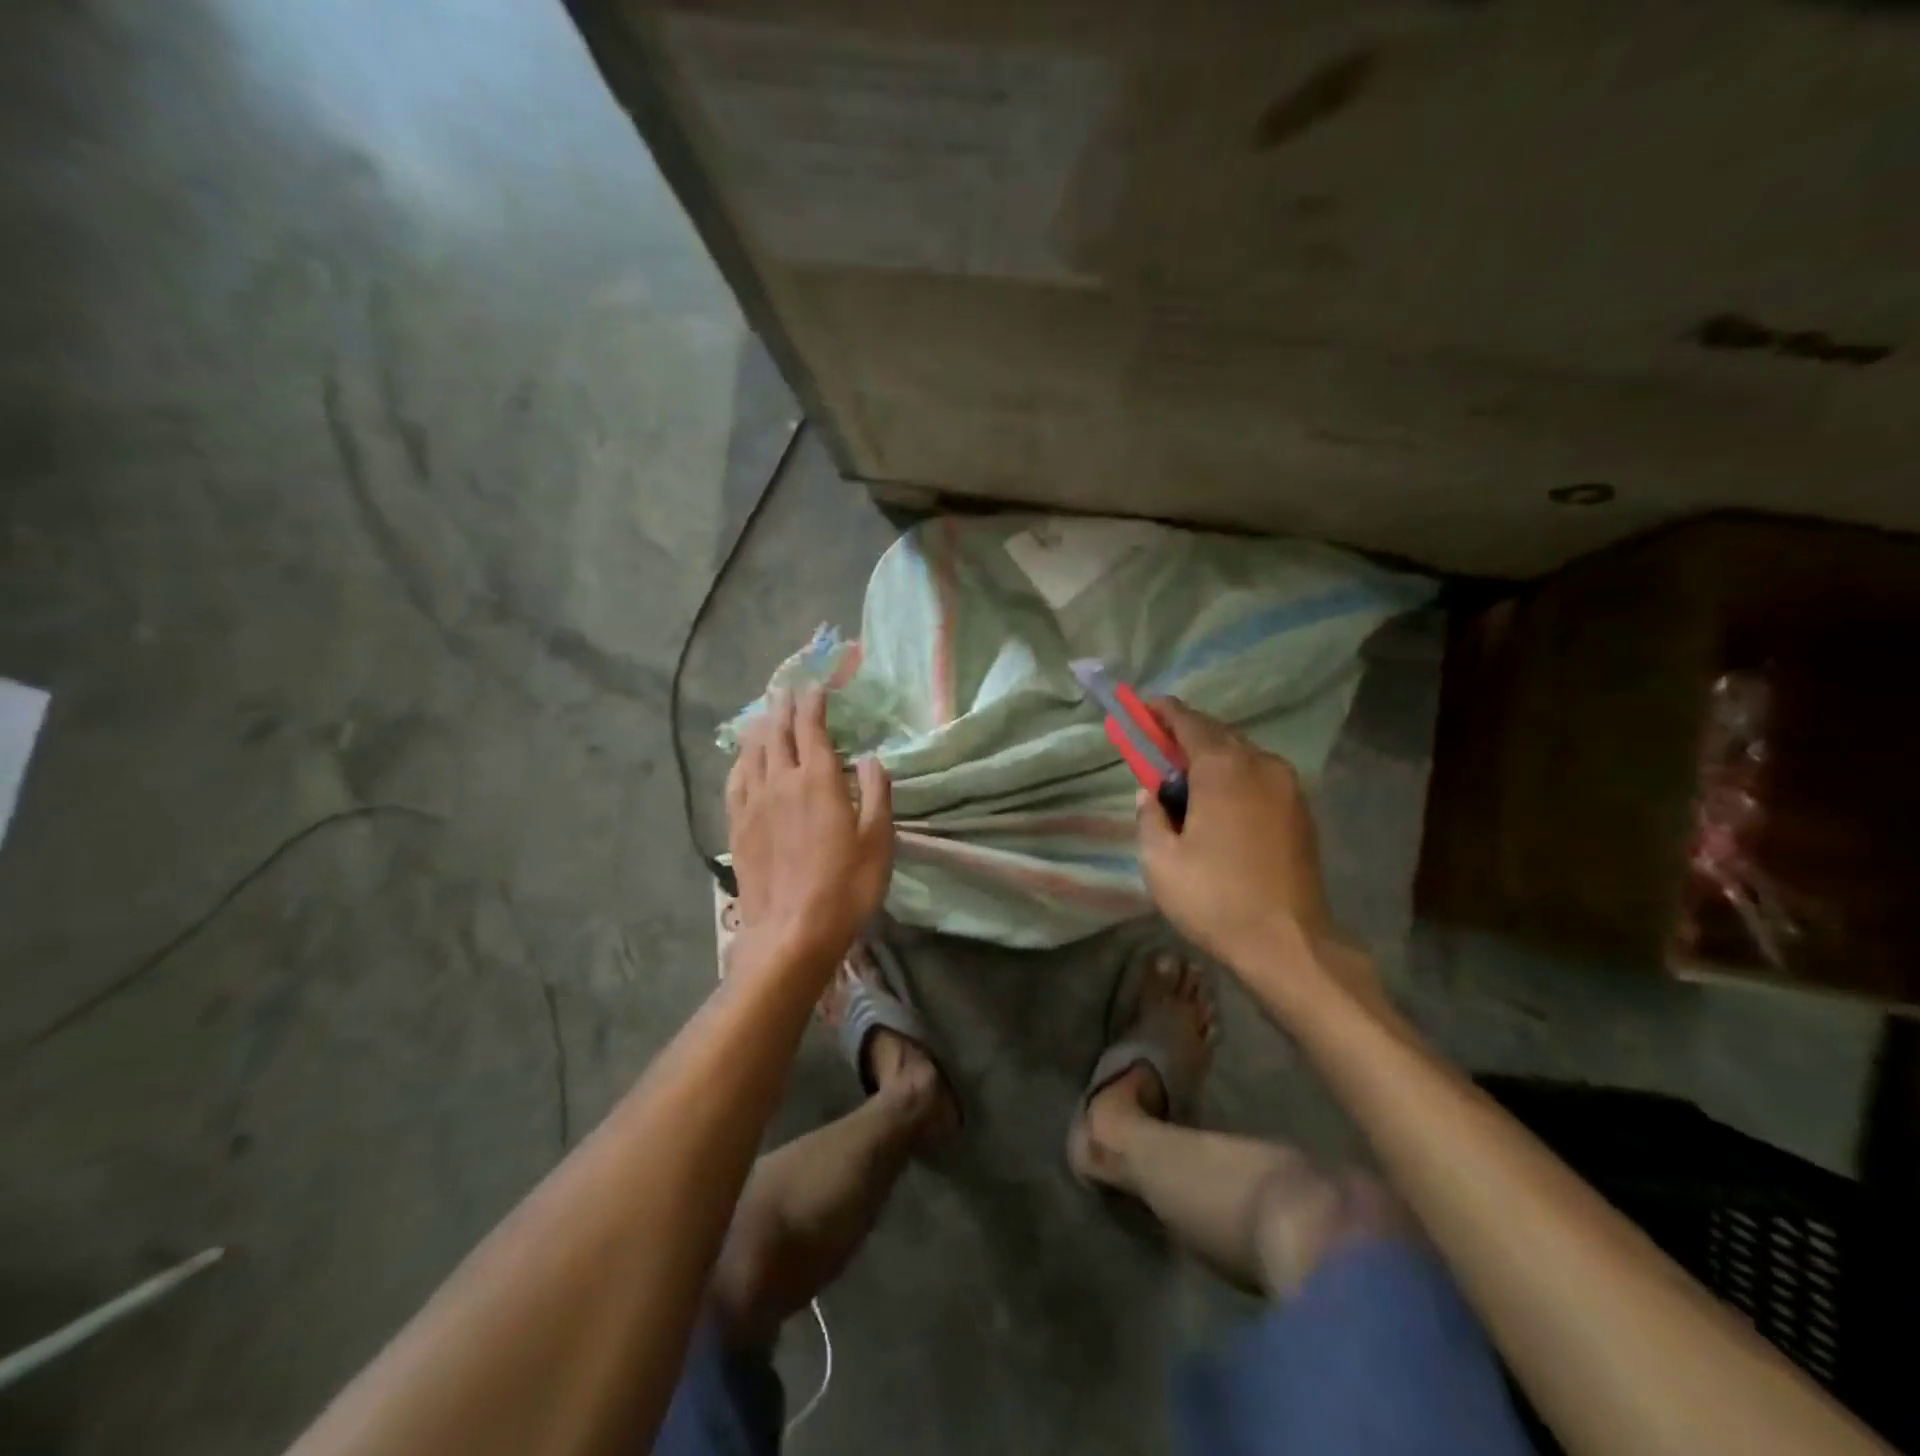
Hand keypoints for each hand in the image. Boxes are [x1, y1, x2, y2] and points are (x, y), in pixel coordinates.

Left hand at [726, 687, 892, 975]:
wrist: (791, 933)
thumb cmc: (845, 888)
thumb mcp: (879, 841)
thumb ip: (875, 794)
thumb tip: (870, 759)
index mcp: (819, 781)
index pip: (812, 728)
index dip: (813, 703)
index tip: (815, 685)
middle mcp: (782, 782)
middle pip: (778, 733)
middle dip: (783, 707)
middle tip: (786, 689)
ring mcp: (754, 804)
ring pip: (753, 752)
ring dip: (760, 728)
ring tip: (764, 714)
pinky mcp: (737, 827)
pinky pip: (735, 781)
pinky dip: (741, 761)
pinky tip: (743, 758)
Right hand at [1135, 699, 1337, 971]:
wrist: (1288, 943)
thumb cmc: (1215, 898)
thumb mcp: (1160, 860)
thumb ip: (1149, 815)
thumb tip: (1151, 794)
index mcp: (1224, 769)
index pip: (1189, 722)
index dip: (1162, 711)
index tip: (1142, 706)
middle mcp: (1261, 765)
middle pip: (1218, 735)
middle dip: (1185, 734)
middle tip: (1157, 746)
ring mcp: (1289, 787)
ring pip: (1243, 756)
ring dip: (1212, 757)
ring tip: (1185, 778)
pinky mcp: (1302, 811)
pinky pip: (1261, 777)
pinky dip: (1235, 776)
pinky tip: (1219, 803)